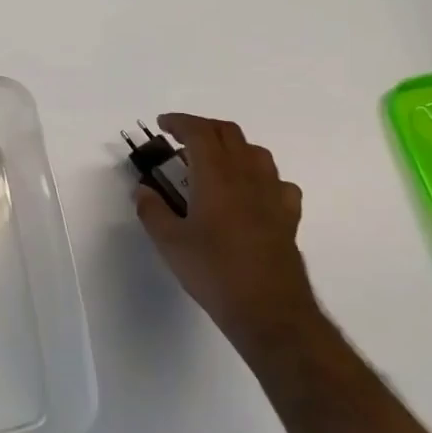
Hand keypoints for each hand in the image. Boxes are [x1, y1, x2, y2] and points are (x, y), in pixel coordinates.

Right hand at [134, 113, 319, 358]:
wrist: (269, 310)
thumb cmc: (214, 272)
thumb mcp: (170, 243)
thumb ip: (152, 210)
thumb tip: (143, 190)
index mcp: (216, 176)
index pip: (199, 132)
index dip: (179, 122)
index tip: (162, 125)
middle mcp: (247, 175)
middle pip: (228, 133)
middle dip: (203, 129)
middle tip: (181, 141)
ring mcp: (272, 194)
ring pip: (255, 152)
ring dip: (231, 147)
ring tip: (212, 163)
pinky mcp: (288, 215)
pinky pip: (277, 181)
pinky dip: (259, 176)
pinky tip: (250, 193)